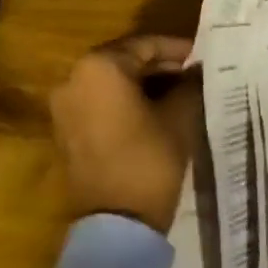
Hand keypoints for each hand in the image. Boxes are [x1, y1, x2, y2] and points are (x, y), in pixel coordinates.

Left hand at [49, 36, 200, 232]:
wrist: (115, 223)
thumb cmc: (149, 158)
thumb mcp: (180, 115)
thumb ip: (190, 84)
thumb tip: (197, 71)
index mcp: (99, 66)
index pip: (146, 45)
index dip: (178, 49)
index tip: (203, 56)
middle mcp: (73, 78)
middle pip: (125, 60)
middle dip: (160, 66)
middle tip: (193, 74)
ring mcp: (64, 106)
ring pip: (111, 82)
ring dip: (142, 84)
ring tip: (178, 93)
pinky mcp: (64, 131)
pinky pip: (98, 103)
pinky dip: (123, 102)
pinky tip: (153, 112)